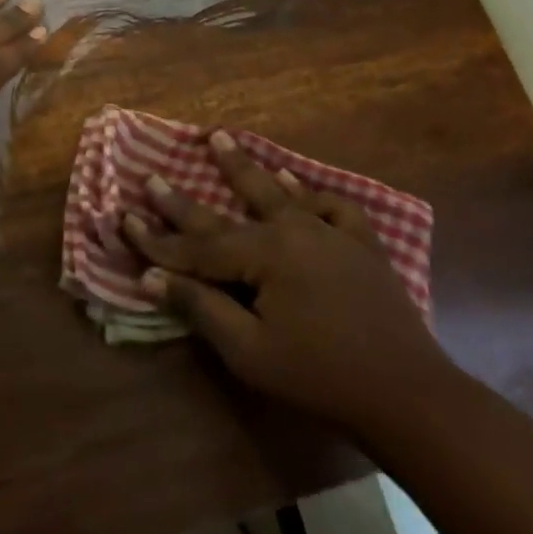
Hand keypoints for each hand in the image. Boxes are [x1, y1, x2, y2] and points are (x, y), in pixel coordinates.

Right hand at [122, 131, 456, 434]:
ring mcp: (330, 233)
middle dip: (186, 198)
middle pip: (229, 210)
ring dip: (246, 168)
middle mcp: (293, 230)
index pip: (197, 246)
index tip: (123, 217)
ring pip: (278, 192)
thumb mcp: (250, 352)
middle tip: (155, 173)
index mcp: (264, 254)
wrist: (409, 395)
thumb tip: (150, 276)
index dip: (157, 238)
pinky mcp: (361, 245)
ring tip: (220, 138)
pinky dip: (310, 193)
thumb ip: (202, 307)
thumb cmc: (320, 378)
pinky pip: (331, 206)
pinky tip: (296, 183)